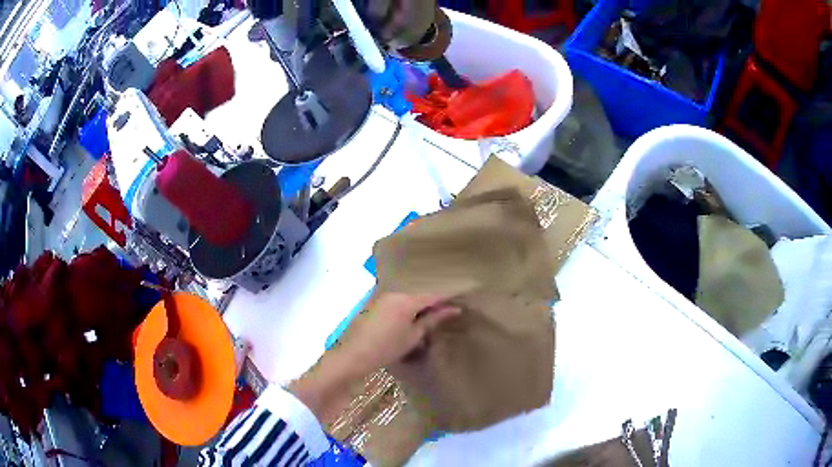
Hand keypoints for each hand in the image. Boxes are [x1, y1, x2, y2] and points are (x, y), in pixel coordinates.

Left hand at [288, 293, 459, 423]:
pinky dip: (407, 309)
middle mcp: (393, 293)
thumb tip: (454, 309)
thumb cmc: (385, 348)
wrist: (351, 357)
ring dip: (420, 306)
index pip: (433, 294)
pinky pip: (397, 302)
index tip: (463, 298)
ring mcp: (381, 298)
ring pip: (408, 297)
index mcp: (406, 299)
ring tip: (433, 317)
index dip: (449, 297)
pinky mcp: (374, 305)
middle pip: (420, 293)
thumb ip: (432, 320)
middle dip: (434, 302)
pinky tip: (412, 320)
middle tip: (450, 310)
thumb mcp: (413, 336)